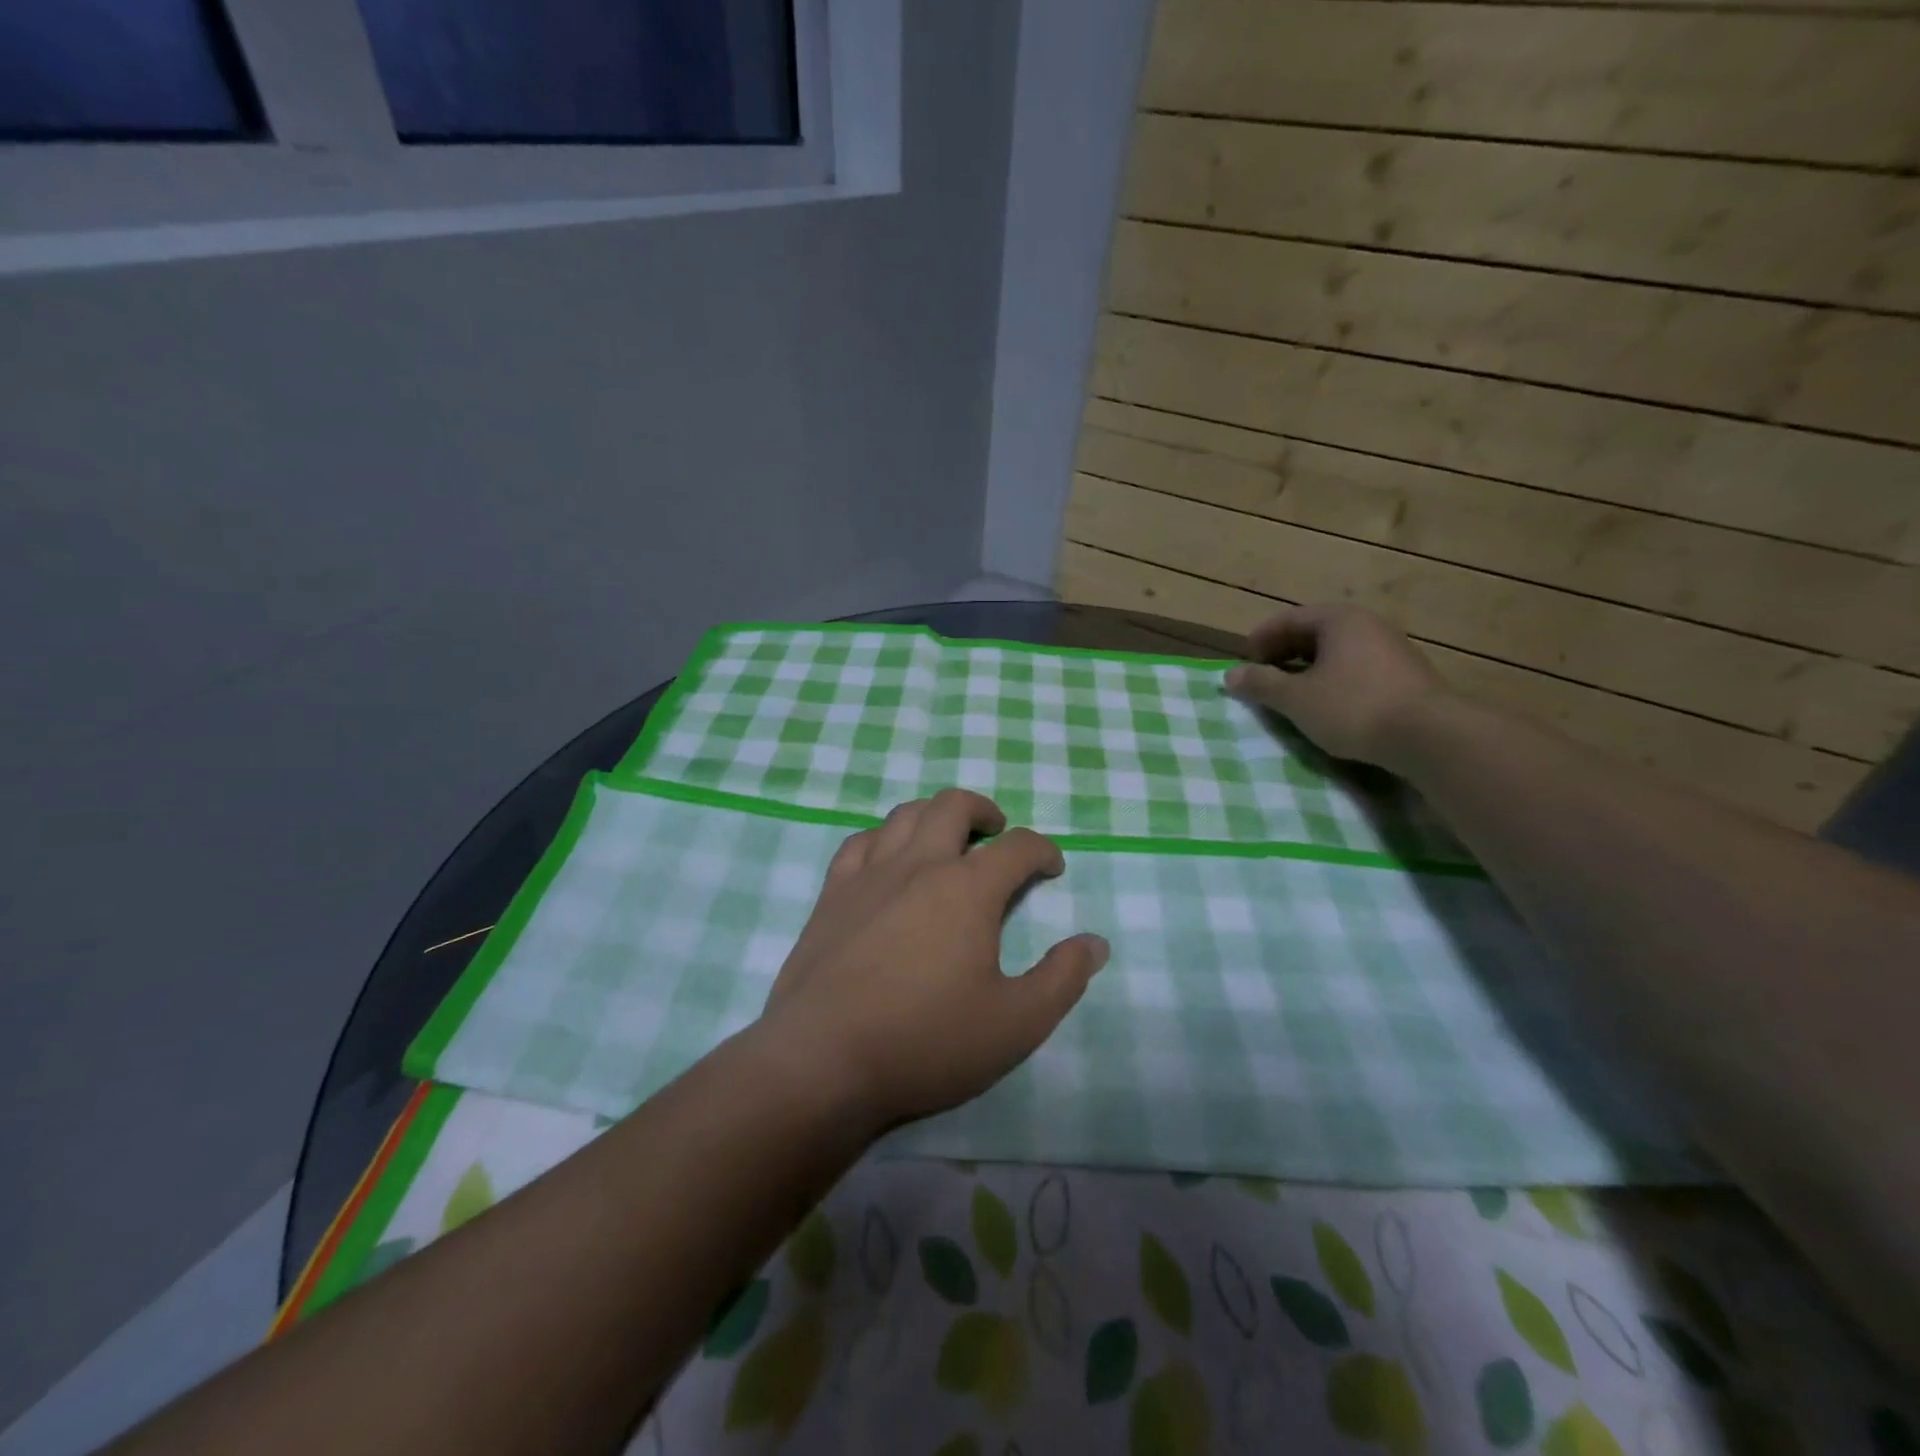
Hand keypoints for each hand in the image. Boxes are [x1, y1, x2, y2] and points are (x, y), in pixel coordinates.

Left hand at [754, 789, 1109, 1129]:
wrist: (823, 1059)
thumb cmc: (926, 1041)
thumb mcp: (1016, 1023)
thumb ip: (1063, 979)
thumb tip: (1095, 943)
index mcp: (967, 889)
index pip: (1017, 847)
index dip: (1042, 850)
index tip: (1051, 867)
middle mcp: (919, 865)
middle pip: (953, 806)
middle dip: (984, 811)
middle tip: (996, 833)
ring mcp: (868, 875)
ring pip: (904, 815)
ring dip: (934, 815)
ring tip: (946, 840)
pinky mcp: (831, 894)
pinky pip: (859, 842)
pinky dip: (883, 838)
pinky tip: (887, 860)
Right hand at [1224, 604, 1448, 769]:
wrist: (1429, 736)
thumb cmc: (1353, 707)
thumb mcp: (1296, 698)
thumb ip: (1261, 684)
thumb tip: (1230, 675)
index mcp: (1339, 620)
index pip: (1289, 619)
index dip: (1261, 639)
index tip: (1245, 663)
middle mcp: (1368, 625)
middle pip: (1315, 633)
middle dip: (1284, 654)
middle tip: (1264, 678)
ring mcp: (1392, 650)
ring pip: (1338, 653)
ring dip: (1309, 670)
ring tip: (1292, 695)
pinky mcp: (1407, 676)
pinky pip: (1358, 670)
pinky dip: (1334, 681)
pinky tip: (1328, 706)